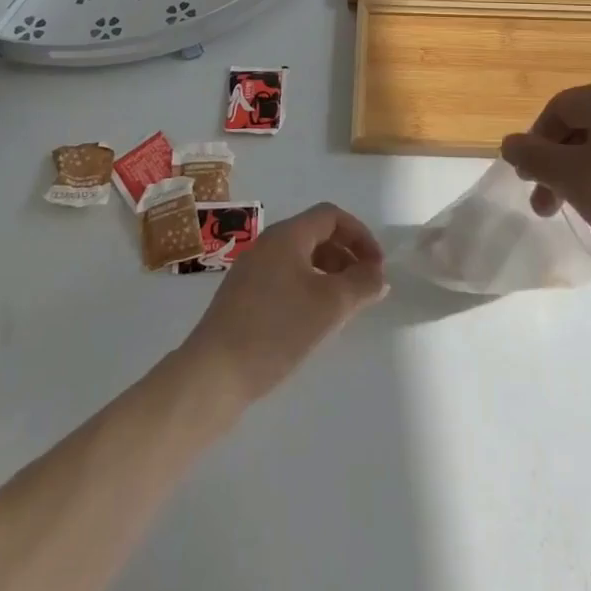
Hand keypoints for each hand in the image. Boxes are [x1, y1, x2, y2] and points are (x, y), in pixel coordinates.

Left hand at [182, 202, 387, 404]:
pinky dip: (308, 288)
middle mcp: (267, 244)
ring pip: (300, 259)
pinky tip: (313, 322)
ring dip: (329, 274)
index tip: (377, 267)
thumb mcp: (330, 306)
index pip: (331, 216)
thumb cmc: (276, 330)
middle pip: (316, 235)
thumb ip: (361, 284)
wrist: (213, 375)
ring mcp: (251, 270)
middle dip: (346, 256)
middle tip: (365, 288)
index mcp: (287, 235)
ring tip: (344, 308)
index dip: (360, 235)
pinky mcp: (242, 297)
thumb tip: (377, 275)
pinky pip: (285, 278)